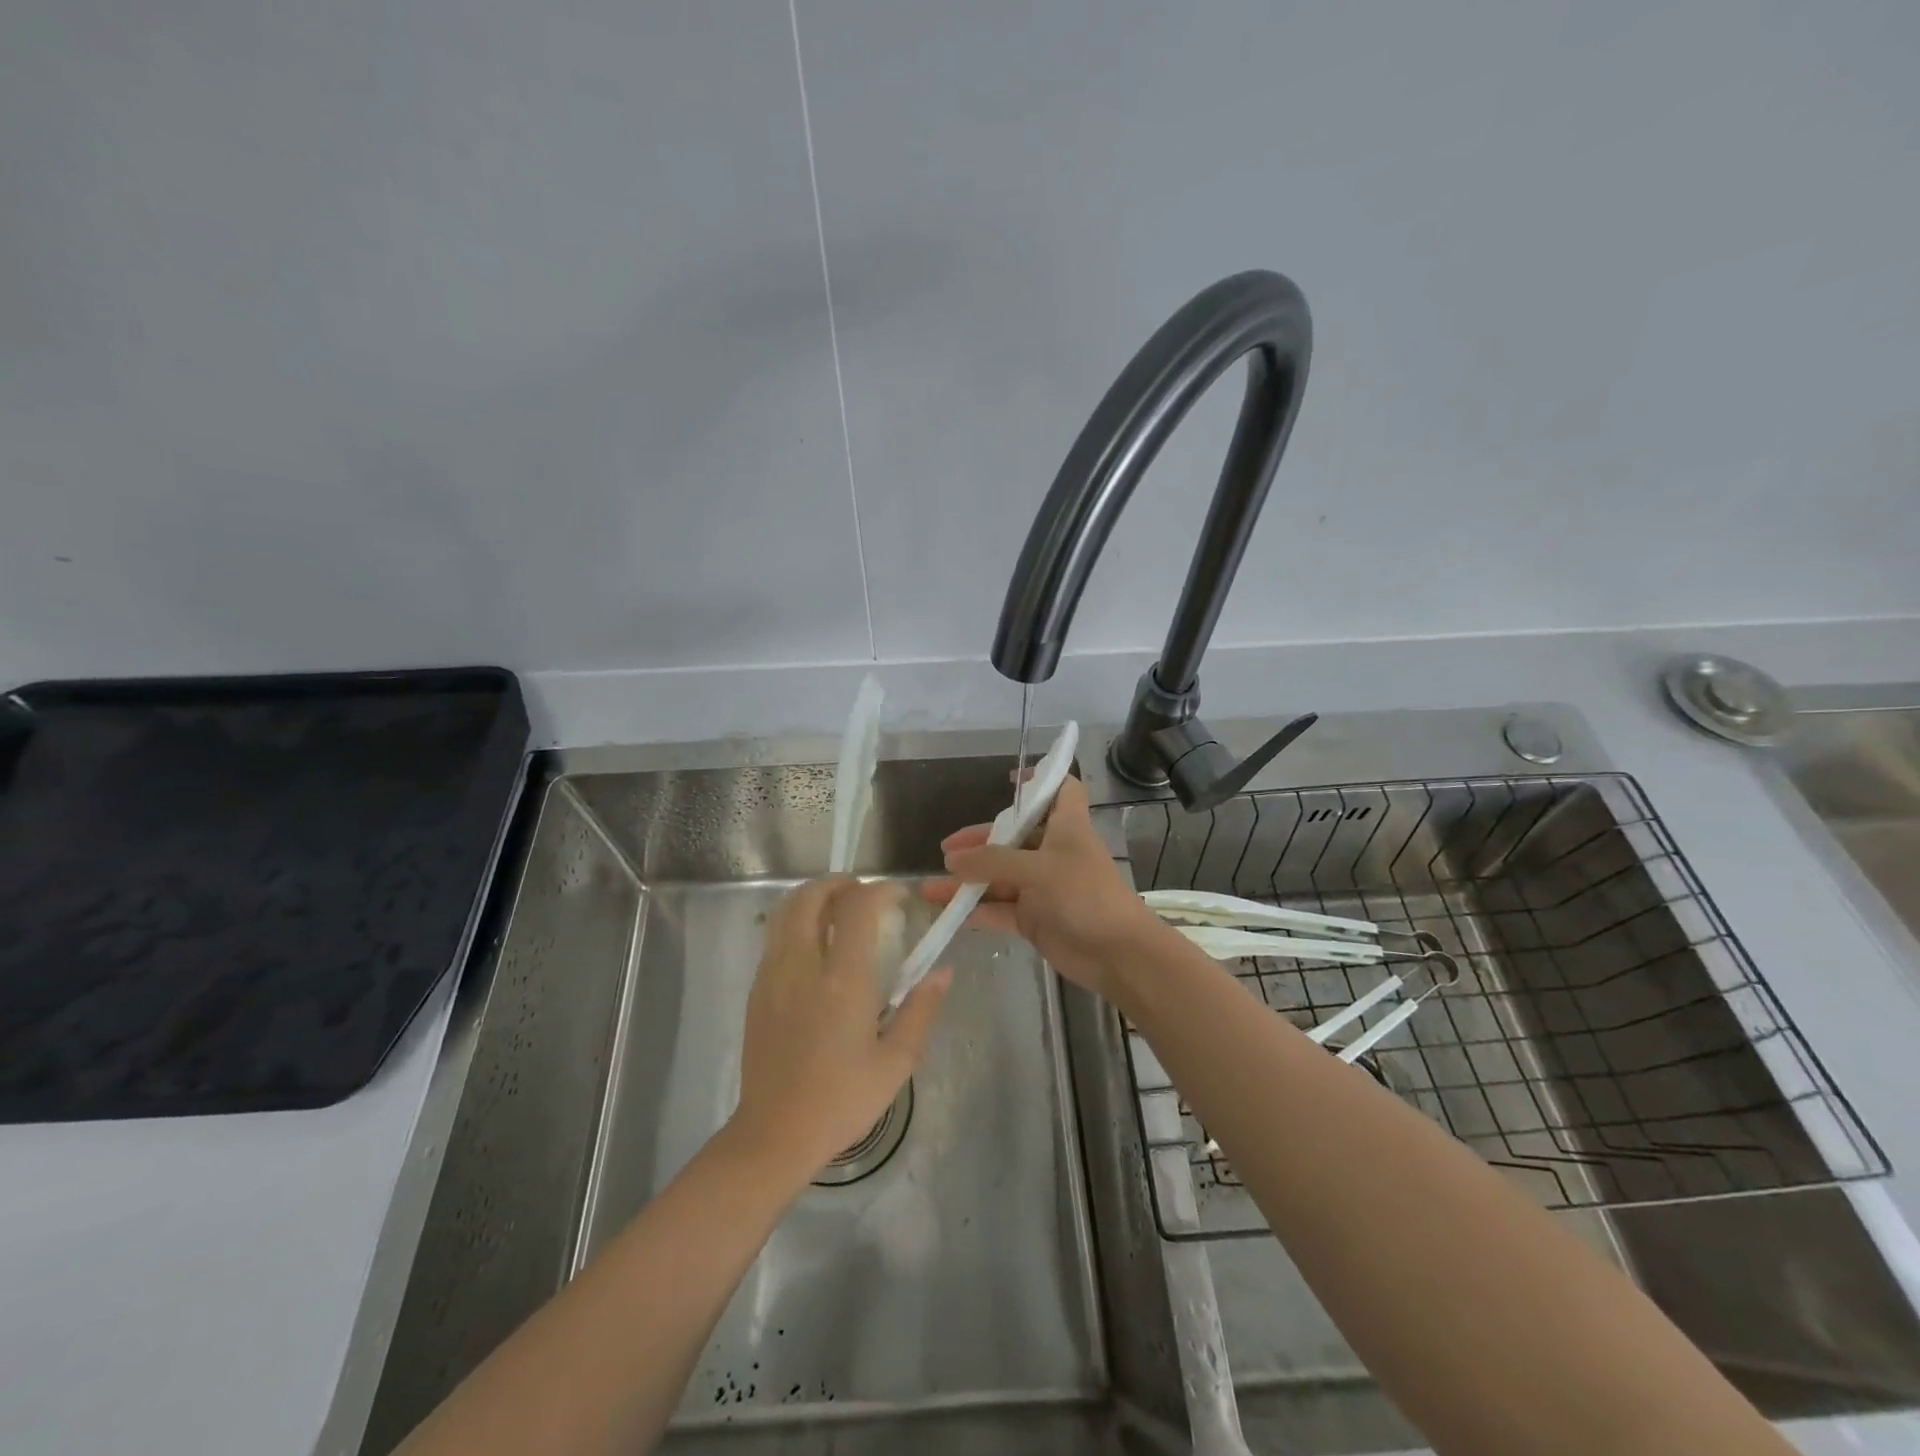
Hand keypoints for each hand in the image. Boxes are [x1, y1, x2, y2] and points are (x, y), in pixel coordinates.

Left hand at [729, 878, 950, 1184]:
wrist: (775, 1134)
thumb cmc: (842, 1100)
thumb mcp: (896, 1062)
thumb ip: (922, 1010)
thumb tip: (942, 972)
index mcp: (842, 980)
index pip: (857, 907)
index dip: (880, 890)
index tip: (899, 897)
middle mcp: (803, 965)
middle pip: (810, 896)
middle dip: (838, 882)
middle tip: (863, 892)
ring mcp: (773, 975)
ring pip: (785, 911)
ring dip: (813, 897)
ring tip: (838, 909)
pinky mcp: (757, 990)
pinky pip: (775, 937)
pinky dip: (796, 922)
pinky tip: (815, 946)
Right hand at [922, 776, 1171, 1002]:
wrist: (1117, 955)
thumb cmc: (1085, 896)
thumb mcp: (1038, 870)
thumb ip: (993, 863)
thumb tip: (952, 861)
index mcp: (1066, 827)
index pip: (1062, 790)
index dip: (1041, 780)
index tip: (1011, 781)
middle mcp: (1053, 853)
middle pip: (1013, 837)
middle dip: (980, 842)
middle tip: (946, 851)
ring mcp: (1042, 887)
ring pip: (999, 877)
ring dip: (968, 882)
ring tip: (931, 888)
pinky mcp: (1035, 919)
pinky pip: (999, 910)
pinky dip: (977, 911)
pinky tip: (949, 914)